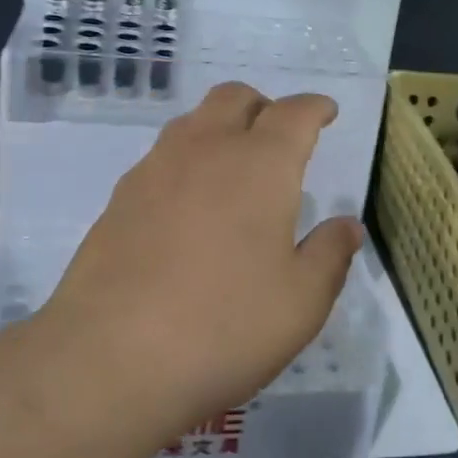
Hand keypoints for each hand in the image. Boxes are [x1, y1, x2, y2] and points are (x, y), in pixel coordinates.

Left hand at [43, 83, 362, 437]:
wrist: (110, 359)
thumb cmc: (224, 327)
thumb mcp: (301, 302)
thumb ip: (330, 254)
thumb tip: (347, 225)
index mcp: (260, 165)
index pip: (294, 113)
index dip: (315, 107)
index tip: (326, 112)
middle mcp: (206, 151)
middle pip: (235, 98)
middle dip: (264, 105)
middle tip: (279, 135)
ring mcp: (155, 170)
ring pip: (193, 121)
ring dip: (221, 127)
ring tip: (234, 165)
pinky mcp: (119, 199)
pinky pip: (162, 157)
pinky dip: (187, 160)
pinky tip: (189, 204)